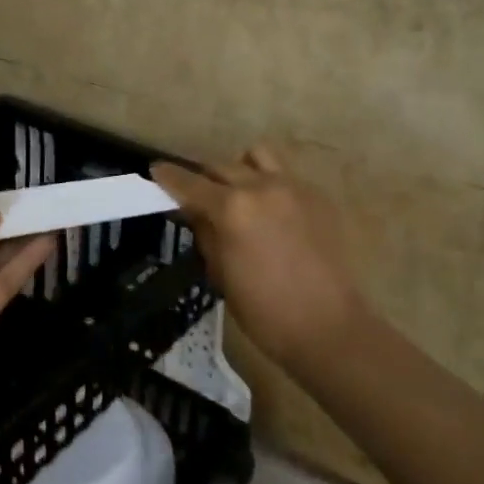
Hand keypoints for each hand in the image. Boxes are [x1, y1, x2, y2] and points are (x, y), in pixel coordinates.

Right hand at [152, 146, 367, 372]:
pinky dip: (269, 185)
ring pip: (257, 157)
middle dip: (204, 178)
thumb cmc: (263, 310)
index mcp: (232, 208)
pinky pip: (285, 177)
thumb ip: (205, 233)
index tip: (156, 172)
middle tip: (198, 197)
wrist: (327, 327)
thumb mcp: (220, 273)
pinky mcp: (318, 197)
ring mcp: (294, 188)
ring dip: (240, 170)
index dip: (168, 176)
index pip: (189, 182)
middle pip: (221, 166)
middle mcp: (261, 187)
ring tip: (240, 195)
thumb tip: (194, 212)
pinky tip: (272, 214)